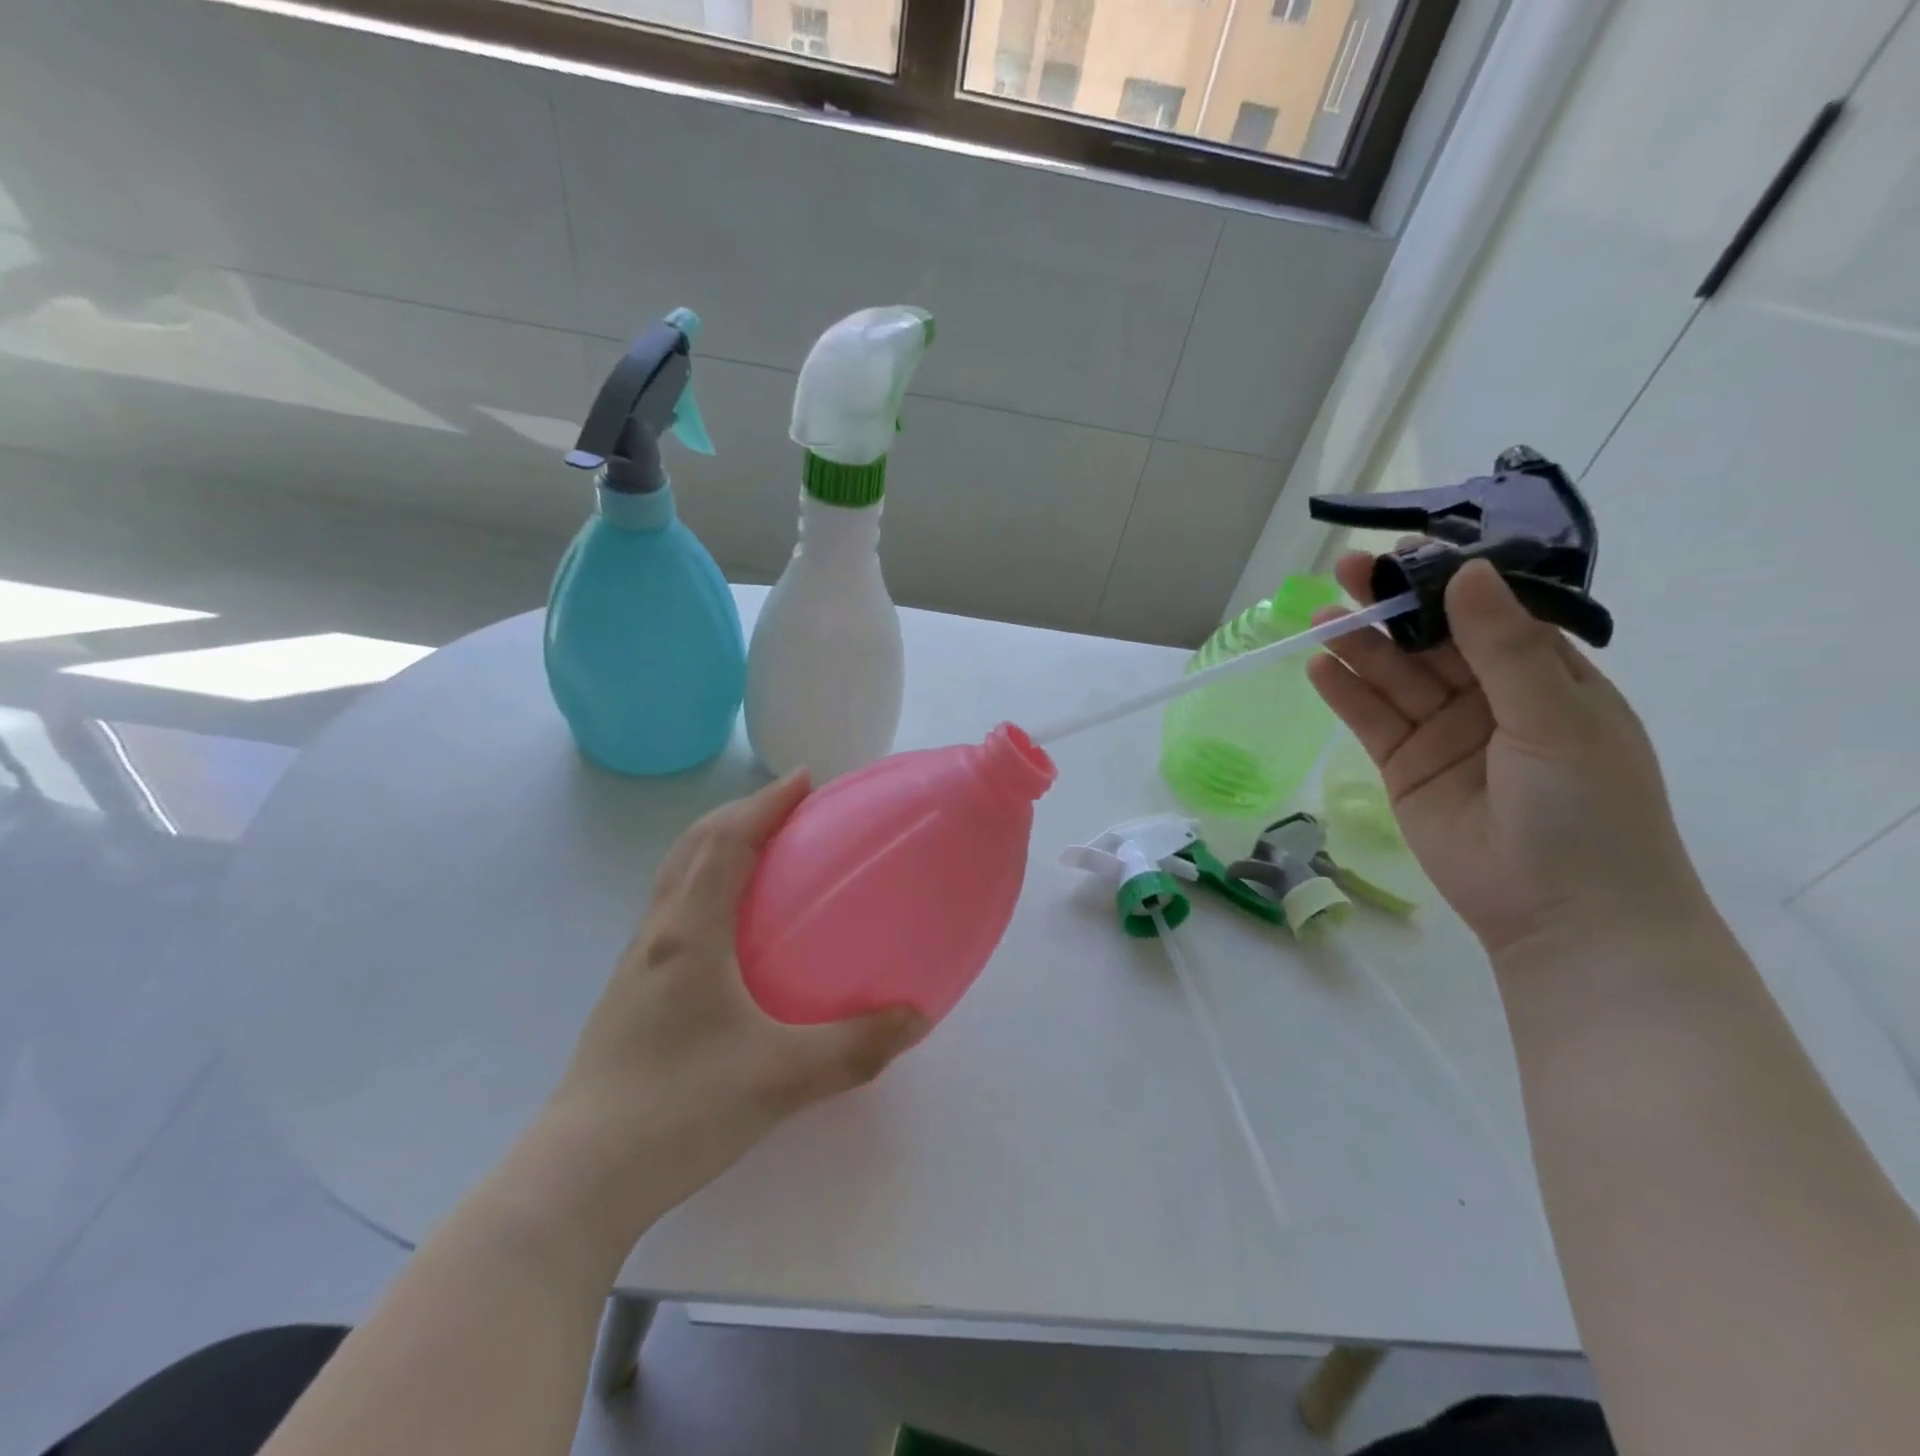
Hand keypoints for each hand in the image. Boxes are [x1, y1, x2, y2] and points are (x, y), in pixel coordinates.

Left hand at [521, 772, 926, 1261]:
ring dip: (716, 846)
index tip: (804, 780)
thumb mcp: (781, 1079)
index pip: (726, 843)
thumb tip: (916, 1017)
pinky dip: (704, 887)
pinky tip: (732, 928)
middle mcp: (658, 935)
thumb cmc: (678, 1111)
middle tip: (788, 808)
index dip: (764, 804)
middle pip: (692, 847)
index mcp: (689, 935)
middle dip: (740, 813)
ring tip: (762, 851)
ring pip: (675, 877)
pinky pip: (672, 912)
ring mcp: (637, 965)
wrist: (578, 1180)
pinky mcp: (631, 994)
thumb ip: (856, 1047)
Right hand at [1307, 554, 1708, 962]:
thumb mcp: (1554, 718)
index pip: (1487, 614)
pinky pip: (1371, 721)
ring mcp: (1443, 734)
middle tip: (1345, 573)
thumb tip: (1468, 572)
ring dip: (1357, 647)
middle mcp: (1490, 699)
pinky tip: (1319, 667)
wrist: (1564, 915)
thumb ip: (1503, 648)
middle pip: (1430, 642)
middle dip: (1390, 608)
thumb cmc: (1587, 809)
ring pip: (1393, 678)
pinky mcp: (1404, 768)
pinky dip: (1344, 694)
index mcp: (1544, 678)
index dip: (1445, 582)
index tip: (1404, 554)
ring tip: (1319, 620)